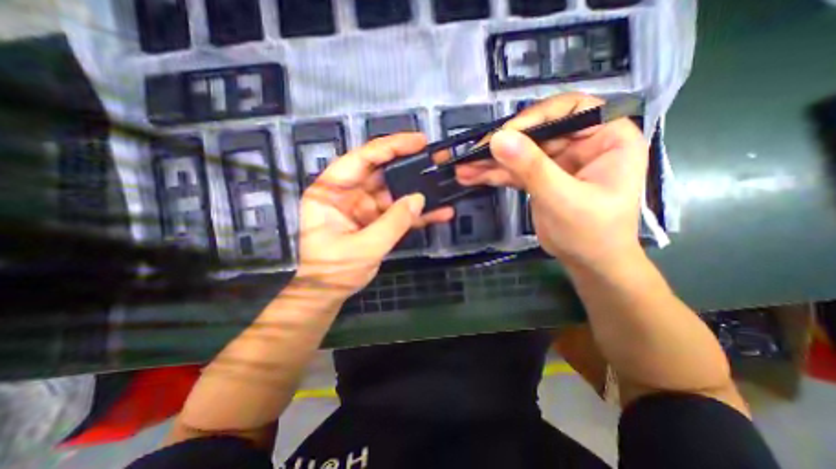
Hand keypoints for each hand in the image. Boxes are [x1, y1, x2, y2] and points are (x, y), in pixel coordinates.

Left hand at [296, 132, 455, 300]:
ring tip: (442, 184)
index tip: (417, 141)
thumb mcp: (363, 247)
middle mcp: (347, 193)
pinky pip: (398, 212)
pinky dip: (417, 214)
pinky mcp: (376, 220)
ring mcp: (364, 207)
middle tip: (435, 158)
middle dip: (408, 165)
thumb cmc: (334, 270)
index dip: (390, 147)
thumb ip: (393, 222)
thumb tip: (418, 198)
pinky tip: (439, 213)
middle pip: (380, 171)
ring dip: (417, 191)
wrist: (330, 292)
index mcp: (331, 192)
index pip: (361, 159)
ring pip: (394, 191)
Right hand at [456, 91, 644, 266]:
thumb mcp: (562, 198)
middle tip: (472, 155)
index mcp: (607, 136)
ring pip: (520, 153)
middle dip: (502, 145)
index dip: (535, 117)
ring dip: (491, 162)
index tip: (504, 135)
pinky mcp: (540, 177)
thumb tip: (498, 139)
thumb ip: (532, 168)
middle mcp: (582, 142)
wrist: (587, 263)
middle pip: (536, 132)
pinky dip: (493, 175)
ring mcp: (558, 161)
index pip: (570, 109)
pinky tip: (471, 176)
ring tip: (463, 168)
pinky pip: (514, 170)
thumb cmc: (591, 233)